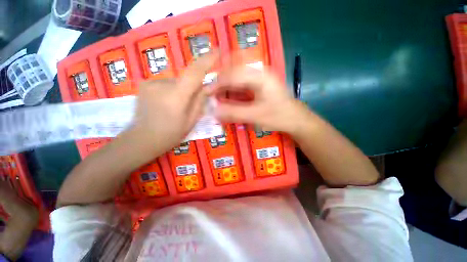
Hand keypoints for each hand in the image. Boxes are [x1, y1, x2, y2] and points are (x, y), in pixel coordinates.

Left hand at [128, 52, 218, 154]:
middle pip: (185, 79)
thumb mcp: (191, 120)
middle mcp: (162, 84)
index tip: (218, 50)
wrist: (142, 139)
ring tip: (175, 106)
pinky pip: (166, 83)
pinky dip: (171, 90)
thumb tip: (208, 86)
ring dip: (181, 90)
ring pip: (176, 81)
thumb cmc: (171, 134)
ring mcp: (150, 82)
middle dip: (192, 88)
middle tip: (189, 104)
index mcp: (177, 96)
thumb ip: (200, 101)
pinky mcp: (144, 83)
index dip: (207, 60)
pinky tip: (165, 103)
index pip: (195, 72)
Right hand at [212, 66, 309, 134]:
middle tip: (209, 91)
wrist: (296, 119)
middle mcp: (259, 71)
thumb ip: (234, 113)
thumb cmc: (279, 116)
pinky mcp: (258, 84)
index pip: (233, 74)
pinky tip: (226, 96)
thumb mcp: (256, 116)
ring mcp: (259, 77)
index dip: (217, 83)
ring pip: (236, 75)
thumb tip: (214, 111)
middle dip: (219, 79)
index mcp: (260, 76)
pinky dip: (231, 89)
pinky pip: (240, 83)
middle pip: (233, 69)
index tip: (206, 92)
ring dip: (225, 84)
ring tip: (215, 94)